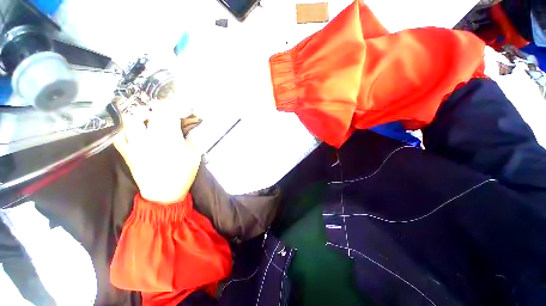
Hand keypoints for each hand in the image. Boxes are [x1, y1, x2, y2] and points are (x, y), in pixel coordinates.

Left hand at [114, 104, 200, 203]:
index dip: (172, 104)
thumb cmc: (183, 174)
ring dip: (137, 113)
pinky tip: (130, 128)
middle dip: (155, 106)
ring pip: (129, 121)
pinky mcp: (127, 153)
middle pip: (147, 113)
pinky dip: (123, 129)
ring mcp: (135, 145)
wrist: (164, 193)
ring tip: (144, 114)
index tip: (175, 101)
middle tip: (161, 105)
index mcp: (169, 139)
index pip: (168, 114)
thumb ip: (194, 140)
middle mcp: (149, 138)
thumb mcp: (195, 156)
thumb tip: (191, 130)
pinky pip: (119, 137)